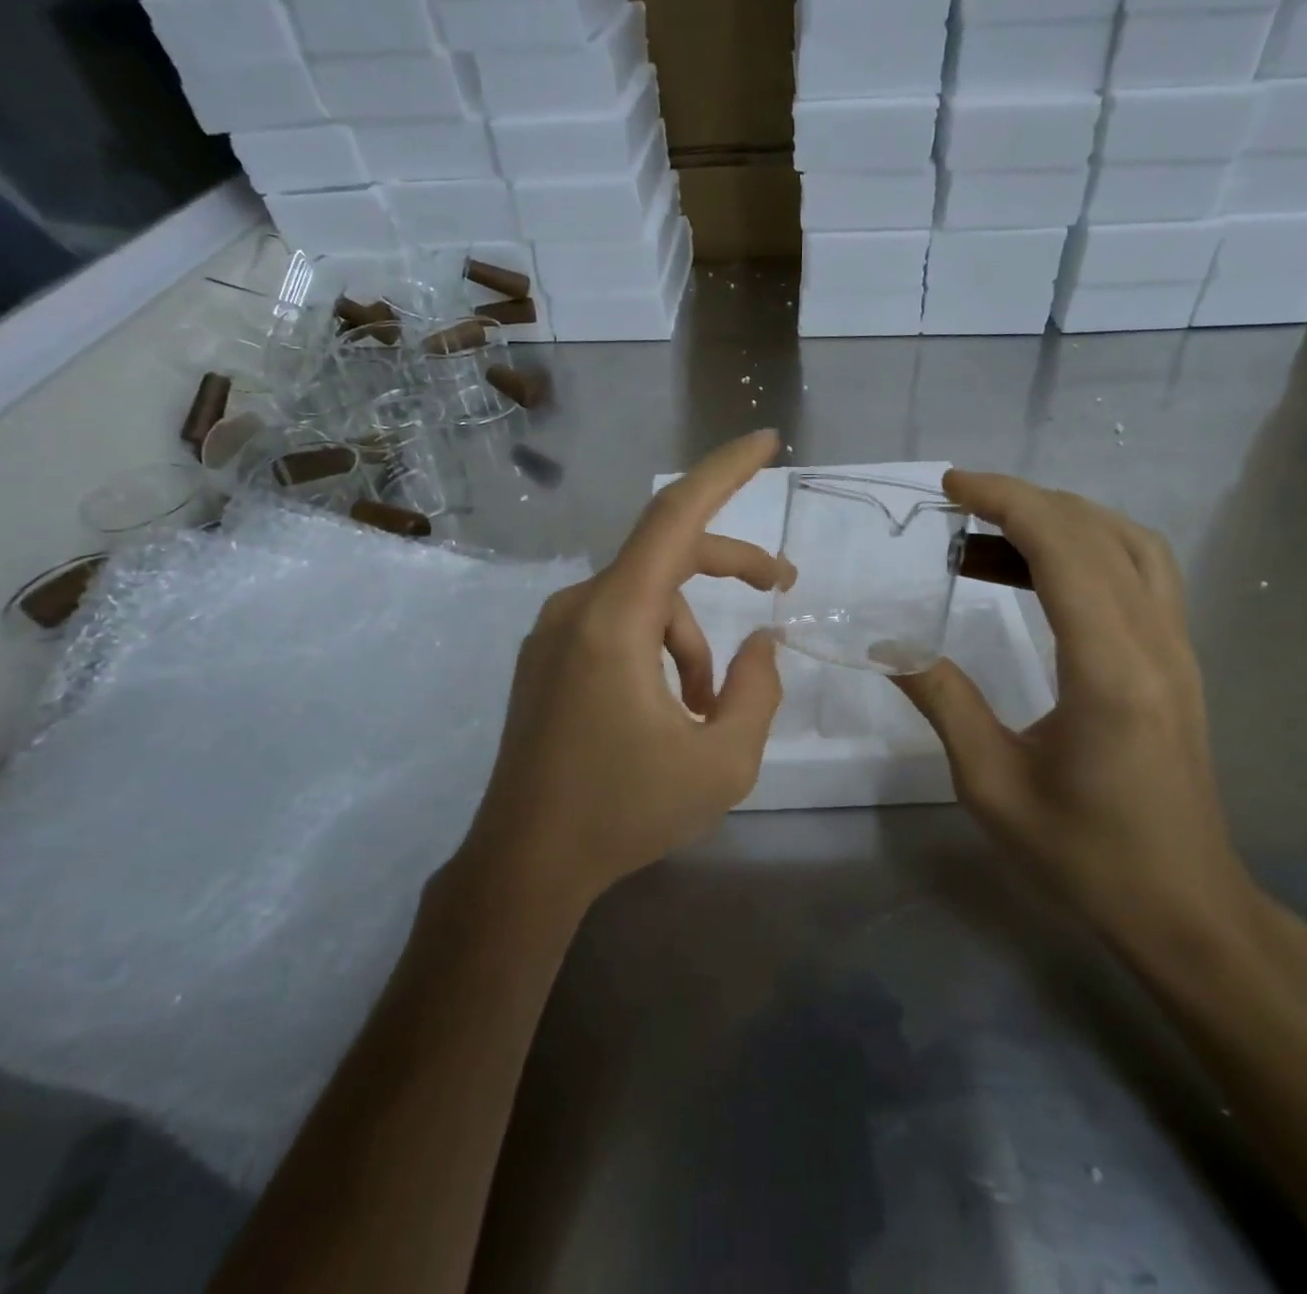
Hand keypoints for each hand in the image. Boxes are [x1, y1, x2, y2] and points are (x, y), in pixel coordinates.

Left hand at [462, 431, 787, 907]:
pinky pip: (616, 626)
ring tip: (711, 708)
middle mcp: (577, 608)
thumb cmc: (624, 812)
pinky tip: (670, 708)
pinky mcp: (547, 657)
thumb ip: (756, 691)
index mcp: (614, 619)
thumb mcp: (721, 762)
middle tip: (781, 587)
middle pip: (666, 555)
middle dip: (730, 566)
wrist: (524, 865)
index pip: (675, 517)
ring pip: (645, 601)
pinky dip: (657, 649)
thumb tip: (761, 645)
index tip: (765, 442)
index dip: (724, 471)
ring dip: (691, 638)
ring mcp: (555, 632)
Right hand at [896, 471, 1259, 954]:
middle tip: (960, 504)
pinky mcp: (1177, 663)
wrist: (1184, 909)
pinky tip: (1039, 573)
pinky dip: (1089, 549)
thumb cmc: (1084, 856)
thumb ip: (943, 700)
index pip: (1064, 548)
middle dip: (1026, 500)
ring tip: (991, 533)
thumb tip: (888, 645)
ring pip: (1130, 545)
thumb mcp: (991, 784)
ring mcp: (1176, 650)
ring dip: (1063, 520)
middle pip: (1098, 532)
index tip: (952, 486)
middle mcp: (1155, 642)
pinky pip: (1141, 575)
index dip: (1007, 501)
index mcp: (1109, 669)